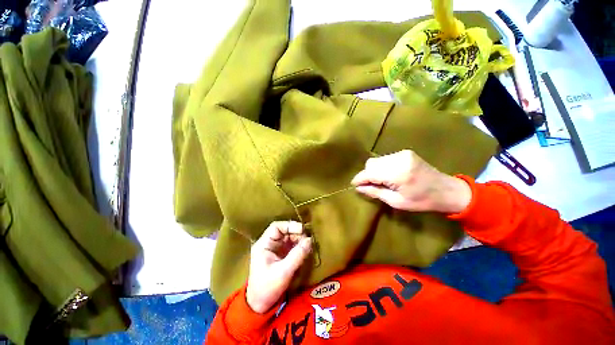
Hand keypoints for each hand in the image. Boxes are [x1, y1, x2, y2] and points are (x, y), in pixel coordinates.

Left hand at [246, 221, 311, 313]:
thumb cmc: (268, 288)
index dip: (289, 225)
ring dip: (299, 239)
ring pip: (288, 237)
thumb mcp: (284, 272)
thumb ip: (297, 255)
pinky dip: (298, 246)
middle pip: (284, 231)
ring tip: (308, 244)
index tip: (302, 230)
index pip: (276, 227)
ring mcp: (275, 249)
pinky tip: (305, 249)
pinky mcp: (280, 255)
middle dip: (296, 233)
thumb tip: (310, 240)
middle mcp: (269, 244)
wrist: (260, 305)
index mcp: (264, 244)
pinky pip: (291, 245)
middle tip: (308, 239)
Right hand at [351, 150, 470, 212]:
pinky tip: (388, 175)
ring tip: (380, 181)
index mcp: (397, 173)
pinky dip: (382, 167)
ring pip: (377, 160)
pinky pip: (385, 159)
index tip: (354, 185)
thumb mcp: (396, 202)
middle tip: (368, 186)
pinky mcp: (405, 152)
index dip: (359, 179)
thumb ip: (375, 192)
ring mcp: (402, 154)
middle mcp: (398, 159)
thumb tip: (358, 188)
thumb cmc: (422, 201)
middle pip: (371, 164)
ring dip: (374, 171)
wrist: (447, 190)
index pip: (369, 173)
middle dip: (366, 175)